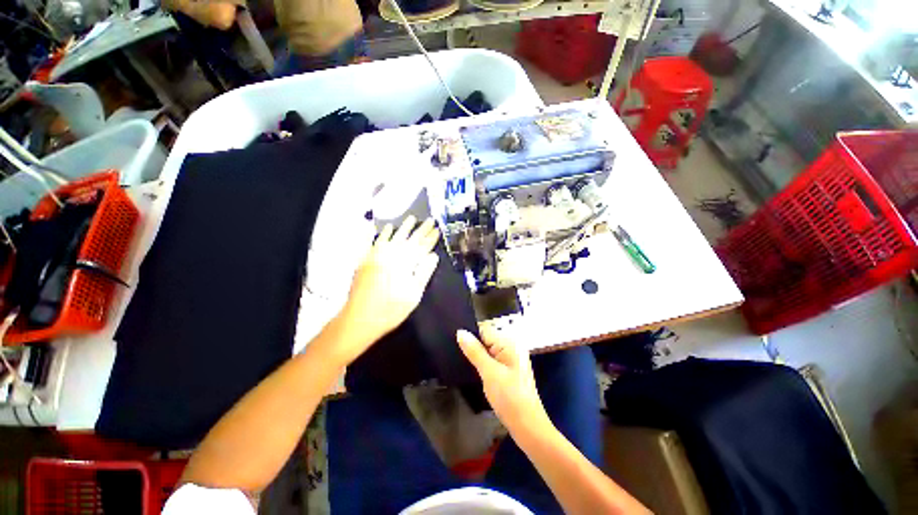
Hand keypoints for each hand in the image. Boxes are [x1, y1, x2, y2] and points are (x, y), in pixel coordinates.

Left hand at [334, 216, 439, 363]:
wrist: (360, 318)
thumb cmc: (391, 309)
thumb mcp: (414, 294)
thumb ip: (424, 272)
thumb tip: (433, 255)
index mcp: (405, 263)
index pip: (422, 247)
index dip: (431, 238)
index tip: (438, 229)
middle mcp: (392, 255)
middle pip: (410, 239)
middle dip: (421, 229)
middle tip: (430, 219)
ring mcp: (377, 255)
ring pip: (393, 237)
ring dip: (403, 227)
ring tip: (412, 218)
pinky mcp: (366, 259)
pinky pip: (374, 242)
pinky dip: (381, 234)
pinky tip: (386, 227)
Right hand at [456, 327, 550, 434]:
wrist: (528, 426)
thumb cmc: (509, 397)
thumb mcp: (489, 372)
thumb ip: (474, 351)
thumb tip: (460, 332)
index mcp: (509, 342)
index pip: (484, 330)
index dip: (470, 336)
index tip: (454, 343)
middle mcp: (512, 346)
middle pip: (486, 339)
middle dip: (473, 347)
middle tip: (456, 355)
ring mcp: (511, 359)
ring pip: (488, 351)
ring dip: (477, 357)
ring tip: (462, 363)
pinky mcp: (509, 370)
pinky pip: (492, 360)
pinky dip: (483, 364)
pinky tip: (475, 371)